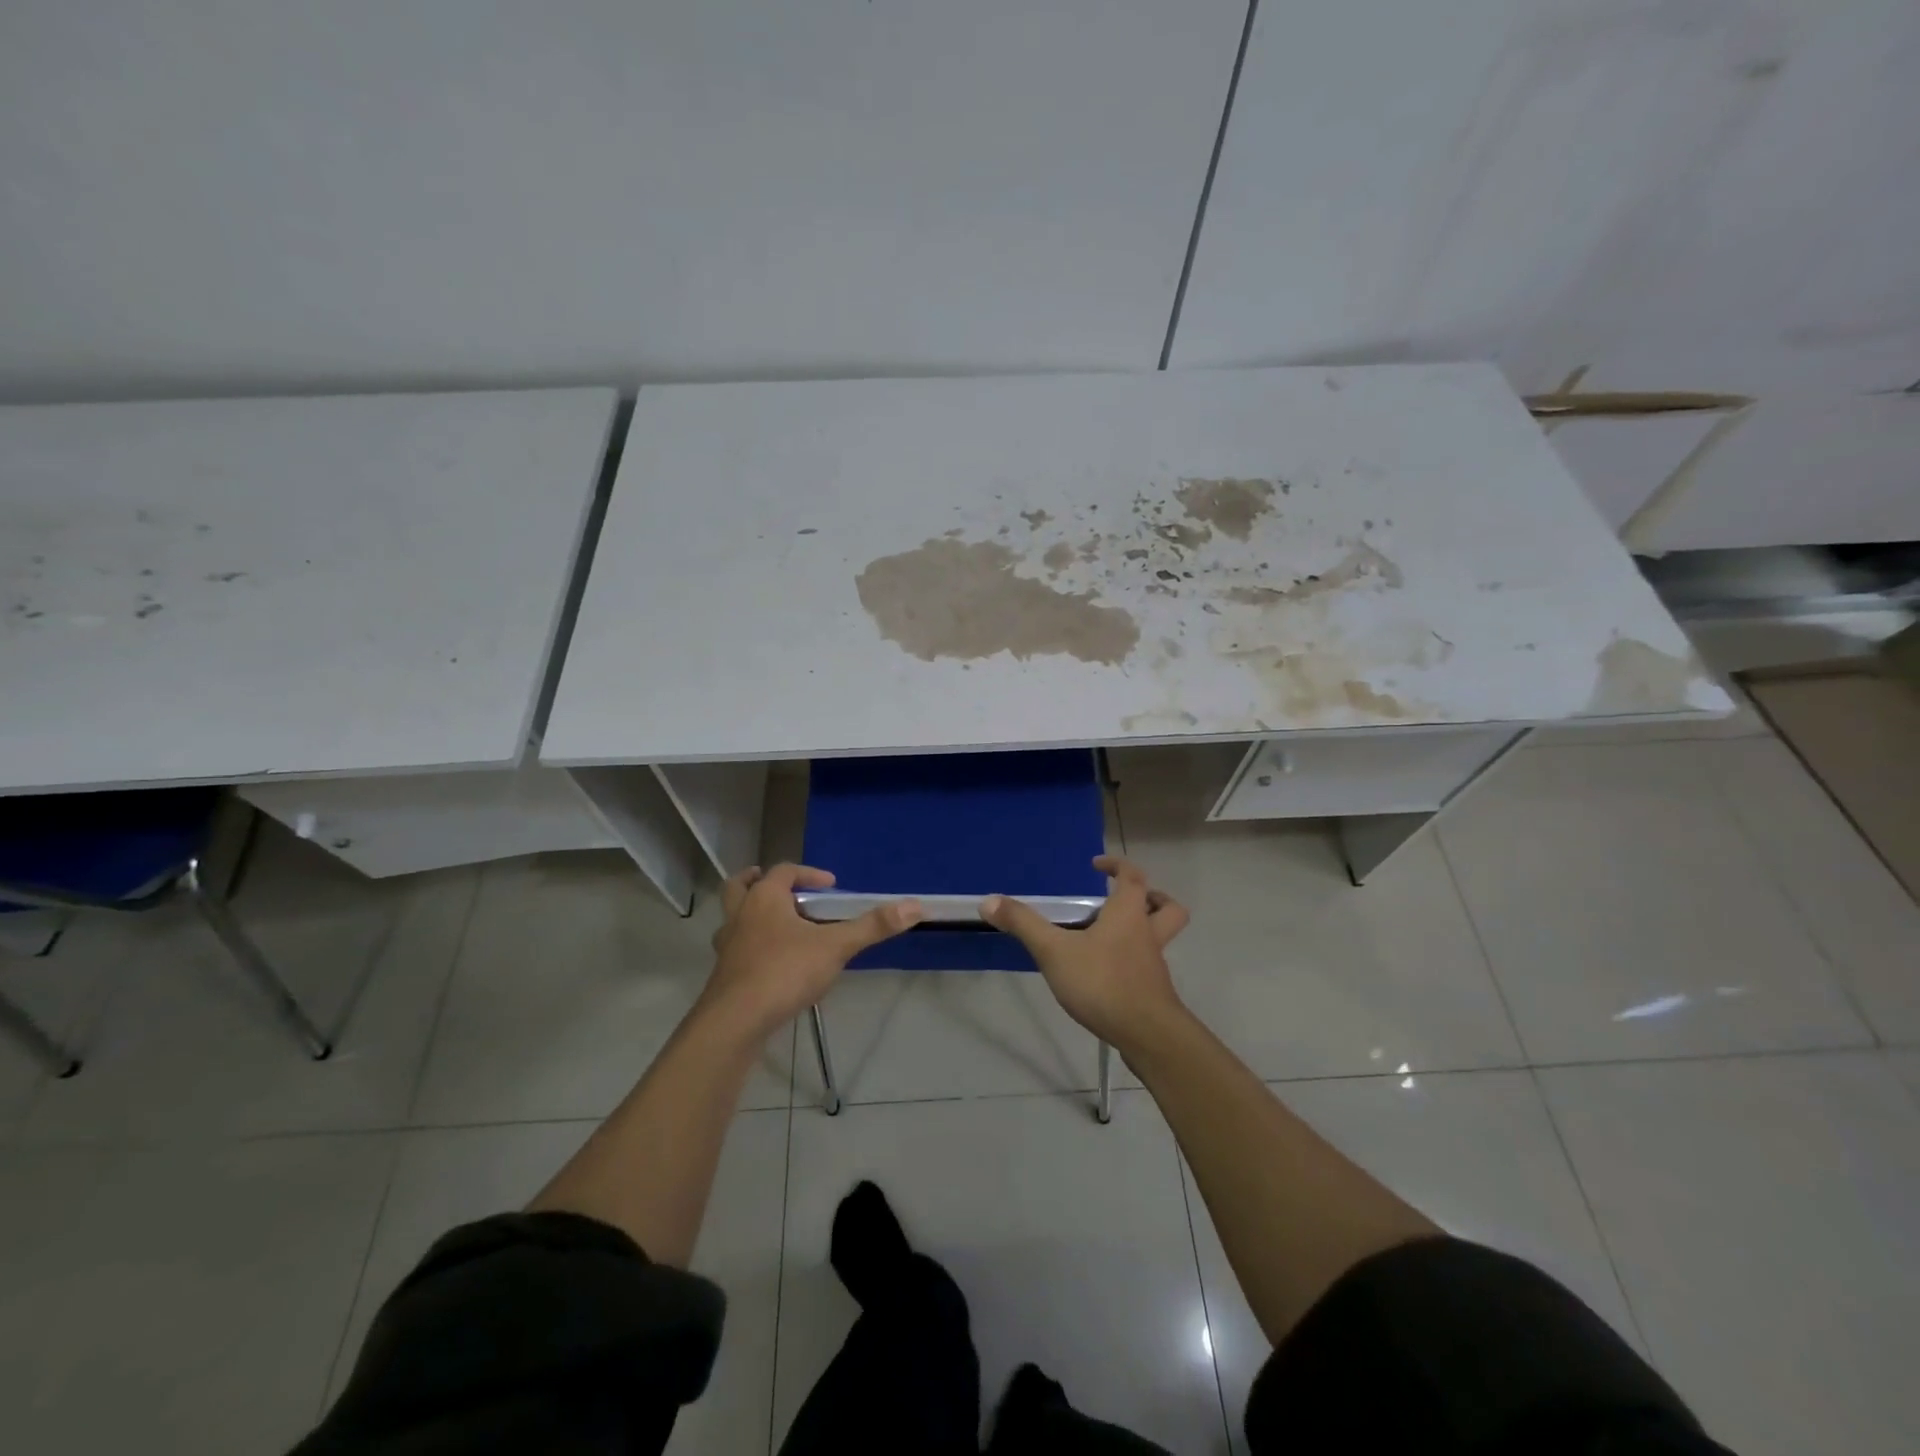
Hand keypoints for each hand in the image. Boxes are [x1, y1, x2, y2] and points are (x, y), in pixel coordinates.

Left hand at [704, 864, 920, 1037]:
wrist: (736, 1021)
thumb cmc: (784, 971)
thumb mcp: (835, 947)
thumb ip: (873, 926)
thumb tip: (914, 906)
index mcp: (764, 898)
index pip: (785, 871)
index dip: (809, 874)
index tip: (832, 885)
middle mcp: (740, 915)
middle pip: (740, 886)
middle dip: (758, 881)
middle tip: (782, 888)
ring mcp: (728, 946)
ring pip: (733, 919)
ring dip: (752, 915)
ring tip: (778, 926)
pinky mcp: (723, 975)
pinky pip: (736, 949)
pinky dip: (751, 947)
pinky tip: (771, 964)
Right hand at [980, 855, 1188, 1048]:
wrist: (1147, 1035)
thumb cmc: (1102, 982)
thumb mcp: (1054, 951)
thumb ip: (1023, 925)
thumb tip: (988, 900)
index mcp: (1128, 914)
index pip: (1132, 876)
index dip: (1118, 865)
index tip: (1098, 865)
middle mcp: (1147, 934)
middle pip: (1166, 907)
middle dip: (1151, 898)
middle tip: (1126, 900)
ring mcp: (1154, 965)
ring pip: (1161, 938)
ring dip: (1145, 930)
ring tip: (1113, 937)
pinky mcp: (1154, 993)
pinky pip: (1150, 968)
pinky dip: (1135, 963)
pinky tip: (1109, 976)